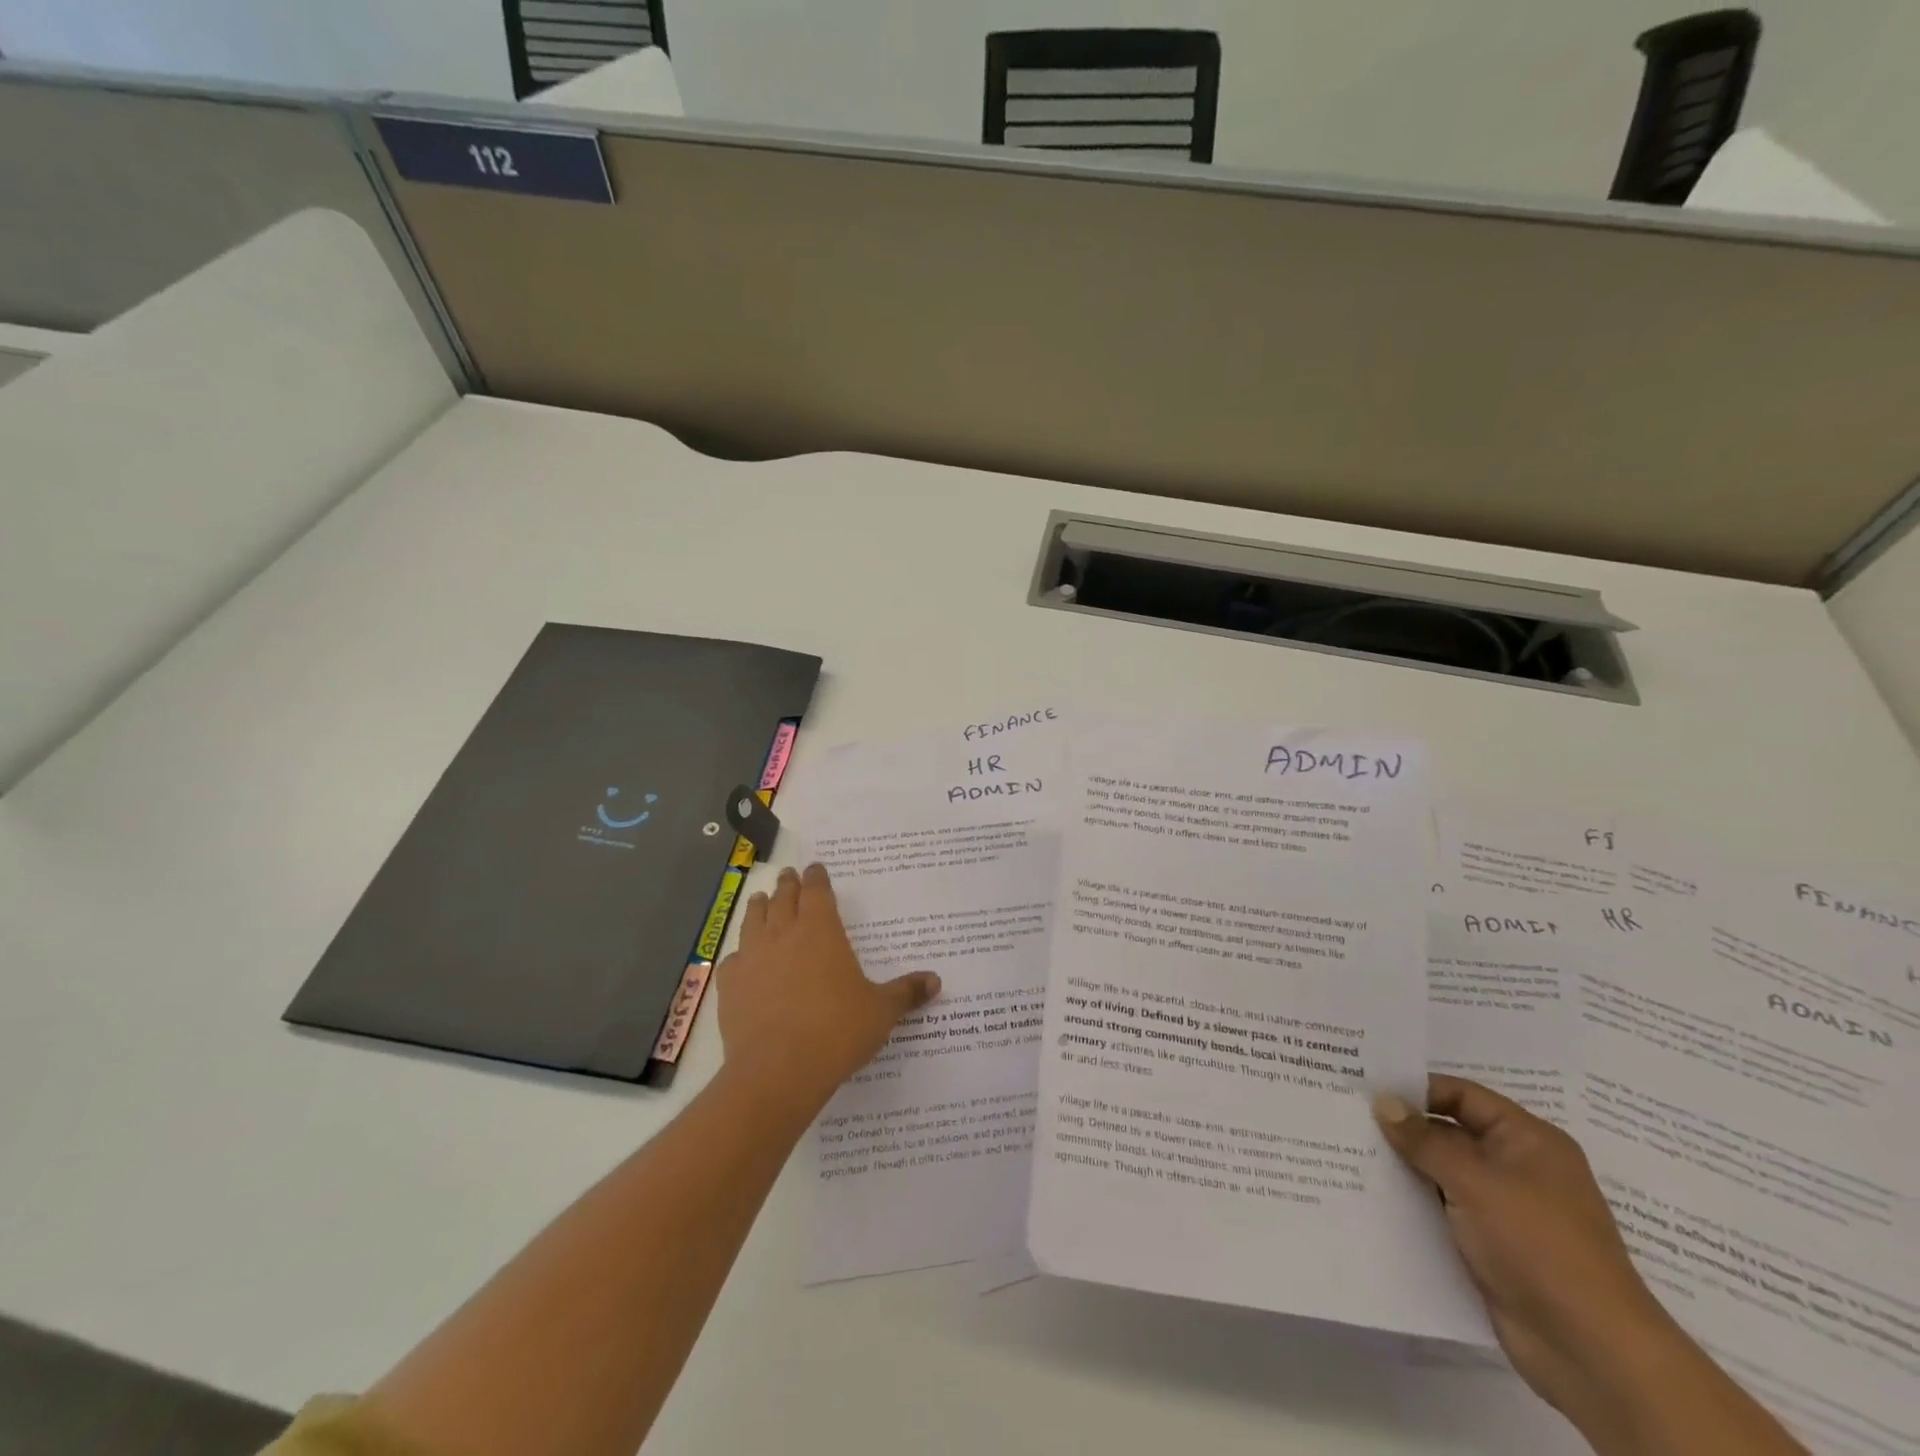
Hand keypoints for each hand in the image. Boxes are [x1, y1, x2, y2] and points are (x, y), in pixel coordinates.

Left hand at [716, 863, 940, 1113]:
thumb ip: (906, 992)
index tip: (816, 868)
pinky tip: (741, 959)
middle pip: (784, 898)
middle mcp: (783, 934)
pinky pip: (733, 959)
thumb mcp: (881, 1011)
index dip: (817, 878)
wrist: (777, 1071)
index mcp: (821, 930)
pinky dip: (740, 953)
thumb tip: (936, 981)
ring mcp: (752, 957)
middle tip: (789, 875)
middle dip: (789, 885)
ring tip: (762, 900)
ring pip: (753, 920)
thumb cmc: (837, 1032)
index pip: (818, 892)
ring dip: (760, 907)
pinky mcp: (730, 985)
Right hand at [1373, 1077, 1679, 1431]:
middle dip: (1403, 1129)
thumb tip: (1382, 1101)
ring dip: (1405, 1167)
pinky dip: (1415, 1203)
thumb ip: (1423, 1139)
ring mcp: (1506, 1210)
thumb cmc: (1538, 1245)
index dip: (1416, 1089)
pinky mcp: (1493, 1246)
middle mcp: (1518, 1167)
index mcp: (1528, 1140)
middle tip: (1347, 1116)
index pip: (1462, 1096)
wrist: (1591, 1351)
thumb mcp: (1474, 1181)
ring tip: (1349, 1151)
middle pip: (1450, 1133)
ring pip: (1443, 1174)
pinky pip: (1445, 1210)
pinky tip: (1373, 1196)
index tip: (1366, 1087)